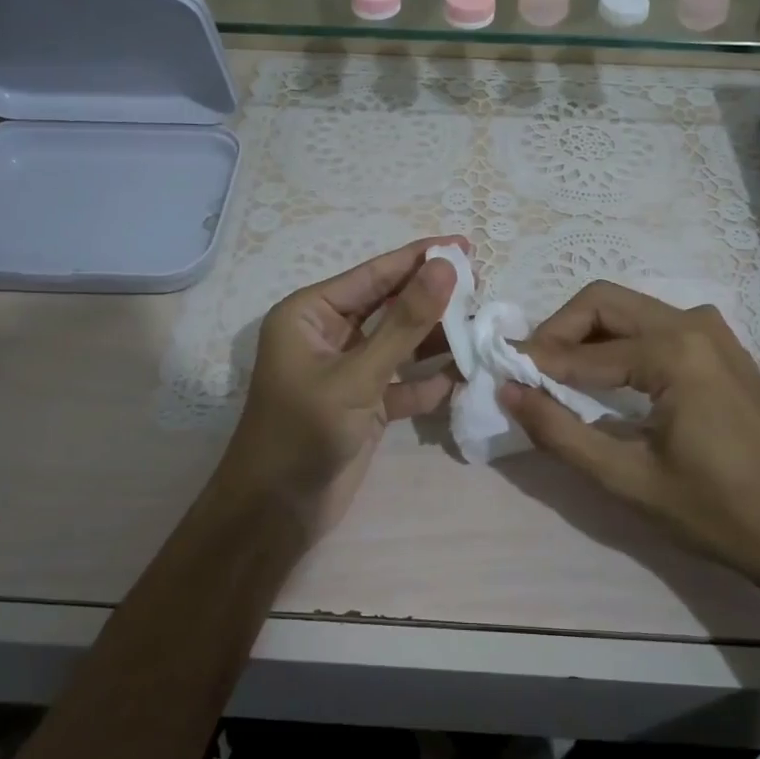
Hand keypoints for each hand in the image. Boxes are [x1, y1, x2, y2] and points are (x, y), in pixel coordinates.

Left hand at [219, 236, 464, 535]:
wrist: (276, 513)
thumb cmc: (304, 432)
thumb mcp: (358, 374)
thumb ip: (405, 322)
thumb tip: (445, 267)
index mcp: (311, 314)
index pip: (373, 275)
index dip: (419, 258)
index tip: (464, 245)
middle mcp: (329, 335)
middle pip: (389, 305)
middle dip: (433, 298)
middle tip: (483, 285)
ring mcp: (348, 371)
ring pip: (400, 343)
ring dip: (436, 339)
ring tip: (482, 327)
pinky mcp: (364, 404)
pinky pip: (402, 382)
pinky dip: (428, 380)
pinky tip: (462, 377)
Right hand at [501, 282, 759, 612]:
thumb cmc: (717, 512)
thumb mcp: (627, 479)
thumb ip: (559, 432)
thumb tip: (507, 391)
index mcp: (674, 351)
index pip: (583, 349)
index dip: (535, 362)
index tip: (499, 374)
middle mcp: (693, 323)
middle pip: (604, 302)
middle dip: (559, 332)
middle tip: (530, 373)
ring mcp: (713, 331)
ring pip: (629, 310)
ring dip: (587, 336)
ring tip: (560, 380)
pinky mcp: (721, 348)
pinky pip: (655, 327)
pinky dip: (619, 344)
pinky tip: (608, 383)